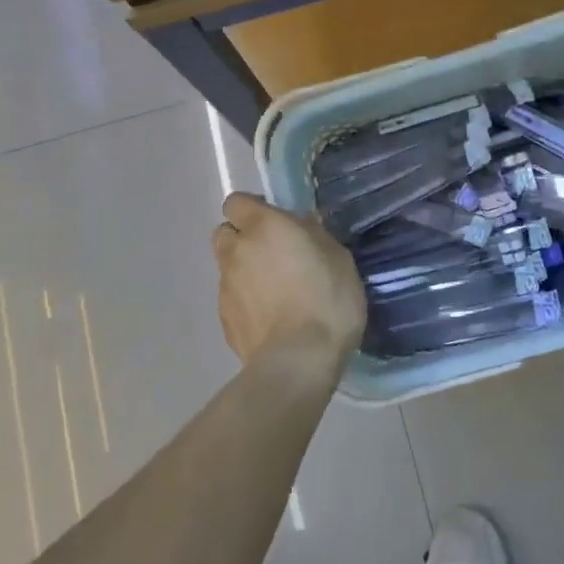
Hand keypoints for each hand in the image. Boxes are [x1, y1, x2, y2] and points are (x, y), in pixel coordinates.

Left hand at [211, 193, 365, 385]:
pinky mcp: (224, 319)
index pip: (236, 201)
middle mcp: (236, 250)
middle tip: (272, 254)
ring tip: (274, 291)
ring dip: (244, 271)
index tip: (275, 221)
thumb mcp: (339, 258)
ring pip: (227, 267)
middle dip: (242, 238)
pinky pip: (231, 298)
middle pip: (225, 232)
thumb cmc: (326, 300)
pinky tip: (270, 317)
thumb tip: (302, 225)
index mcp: (263, 226)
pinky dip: (245, 301)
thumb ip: (315, 235)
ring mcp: (225, 286)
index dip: (252, 209)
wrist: (297, 361)